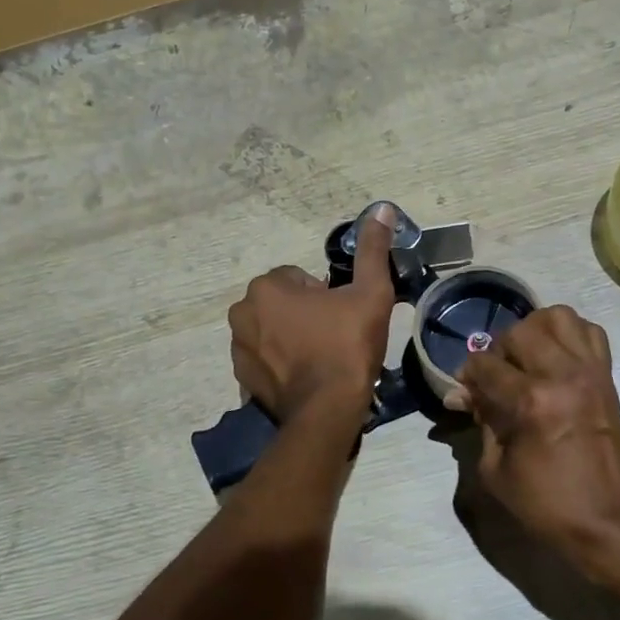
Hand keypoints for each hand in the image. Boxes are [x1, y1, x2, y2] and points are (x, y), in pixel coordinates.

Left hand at [227, 206, 395, 420]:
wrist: (327, 411)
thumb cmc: (348, 346)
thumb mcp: (370, 293)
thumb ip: (372, 250)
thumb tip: (381, 208)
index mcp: (267, 287)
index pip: (300, 279)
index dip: (327, 296)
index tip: (342, 317)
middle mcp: (242, 312)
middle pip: (283, 304)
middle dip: (305, 315)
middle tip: (335, 338)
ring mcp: (238, 347)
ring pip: (272, 330)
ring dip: (291, 338)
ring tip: (321, 359)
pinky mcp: (241, 378)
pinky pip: (264, 358)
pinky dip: (280, 363)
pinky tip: (306, 377)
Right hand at [447, 306, 619, 579]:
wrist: (610, 523)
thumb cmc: (547, 504)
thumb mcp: (496, 469)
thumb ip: (481, 421)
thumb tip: (462, 395)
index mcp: (532, 402)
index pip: (486, 364)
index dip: (467, 374)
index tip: (465, 390)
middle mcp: (563, 375)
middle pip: (519, 331)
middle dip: (499, 350)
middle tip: (497, 377)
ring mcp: (591, 372)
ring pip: (558, 317)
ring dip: (535, 330)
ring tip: (527, 359)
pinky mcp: (608, 377)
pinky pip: (590, 332)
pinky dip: (569, 335)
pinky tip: (556, 359)